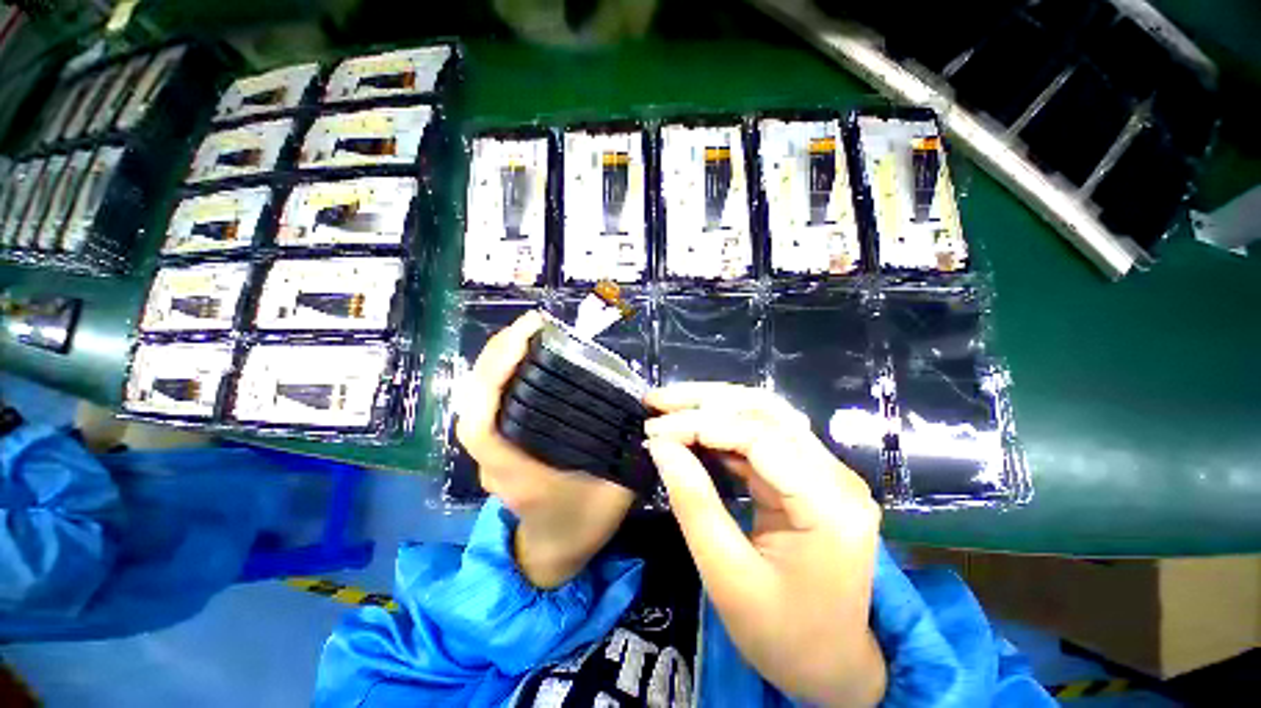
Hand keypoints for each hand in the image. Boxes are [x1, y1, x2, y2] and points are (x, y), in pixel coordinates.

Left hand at [455, 310, 635, 588]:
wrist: (553, 553)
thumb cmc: (582, 526)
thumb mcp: (616, 493)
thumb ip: (631, 454)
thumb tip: (647, 414)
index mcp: (517, 473)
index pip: (482, 423)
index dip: (493, 376)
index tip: (522, 337)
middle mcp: (495, 460)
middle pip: (473, 403)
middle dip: (495, 356)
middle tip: (530, 325)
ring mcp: (491, 453)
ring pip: (475, 401)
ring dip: (494, 362)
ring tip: (525, 334)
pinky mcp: (497, 446)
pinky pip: (487, 406)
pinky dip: (497, 377)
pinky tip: (522, 360)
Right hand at [643, 383, 886, 707]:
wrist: (832, 666)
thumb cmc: (783, 636)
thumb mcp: (727, 577)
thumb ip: (694, 504)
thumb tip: (660, 446)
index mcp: (829, 506)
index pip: (759, 437)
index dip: (701, 425)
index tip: (654, 429)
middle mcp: (835, 476)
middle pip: (766, 411)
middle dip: (705, 399)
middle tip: (657, 400)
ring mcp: (825, 472)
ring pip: (763, 414)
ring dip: (713, 405)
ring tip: (669, 406)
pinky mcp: (808, 475)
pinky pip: (761, 436)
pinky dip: (722, 428)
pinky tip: (692, 430)